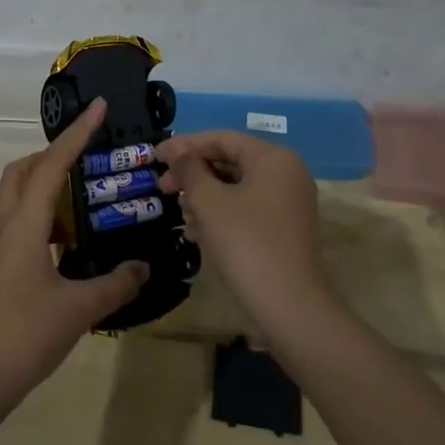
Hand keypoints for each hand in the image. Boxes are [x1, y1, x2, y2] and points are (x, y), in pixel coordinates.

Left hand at [0, 98, 148, 416]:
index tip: (99, 107)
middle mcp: (3, 225)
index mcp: (23, 224)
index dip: (77, 133)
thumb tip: (142, 267)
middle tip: (88, 161)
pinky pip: (16, 223)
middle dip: (53, 155)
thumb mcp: (79, 309)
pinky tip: (66, 245)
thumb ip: (115, 284)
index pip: (51, 164)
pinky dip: (41, 218)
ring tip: (84, 204)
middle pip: (22, 171)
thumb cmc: (24, 334)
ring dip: (46, 188)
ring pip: (16, 197)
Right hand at [156, 130, 328, 322]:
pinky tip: (197, 232)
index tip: (154, 156)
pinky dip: (220, 213)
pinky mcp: (284, 228)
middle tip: (162, 186)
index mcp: (273, 158)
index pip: (222, 138)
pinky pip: (246, 208)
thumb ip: (190, 170)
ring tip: (180, 213)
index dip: (184, 145)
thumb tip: (182, 157)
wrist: (290, 307)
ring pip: (236, 186)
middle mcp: (286, 173)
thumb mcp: (209, 202)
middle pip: (230, 160)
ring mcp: (288, 203)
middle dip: (193, 173)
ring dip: (204, 195)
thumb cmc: (246, 244)